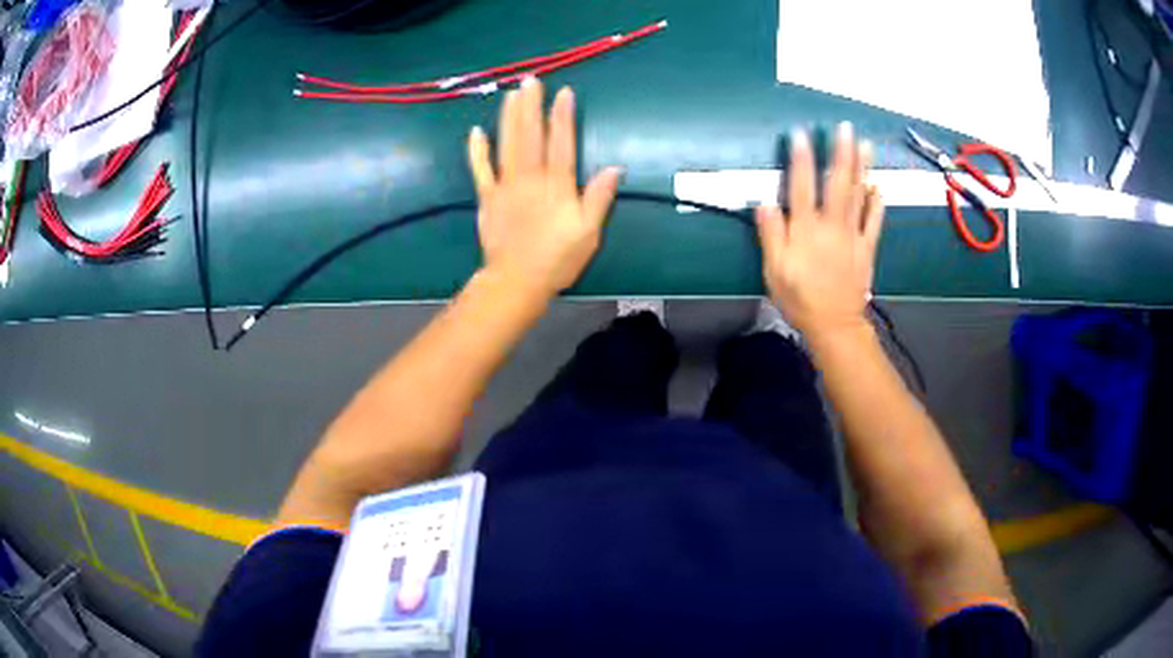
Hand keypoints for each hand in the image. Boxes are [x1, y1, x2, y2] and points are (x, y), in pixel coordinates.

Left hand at [467, 78, 621, 298]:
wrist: (516, 280)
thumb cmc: (557, 258)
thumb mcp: (589, 232)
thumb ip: (599, 198)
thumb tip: (615, 168)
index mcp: (557, 184)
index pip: (562, 141)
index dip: (563, 115)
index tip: (564, 92)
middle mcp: (530, 177)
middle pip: (530, 135)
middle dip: (532, 106)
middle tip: (531, 81)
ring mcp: (505, 185)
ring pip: (506, 144)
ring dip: (509, 117)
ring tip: (511, 94)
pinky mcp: (487, 197)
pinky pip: (480, 169)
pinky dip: (477, 150)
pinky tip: (476, 131)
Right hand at [755, 122, 884, 338]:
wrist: (835, 325)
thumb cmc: (800, 299)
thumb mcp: (774, 271)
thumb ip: (771, 235)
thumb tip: (764, 203)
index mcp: (806, 230)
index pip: (801, 187)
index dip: (801, 159)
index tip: (801, 134)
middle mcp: (832, 226)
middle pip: (837, 183)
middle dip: (841, 153)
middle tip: (844, 128)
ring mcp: (853, 235)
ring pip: (858, 195)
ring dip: (862, 167)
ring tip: (865, 144)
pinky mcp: (867, 248)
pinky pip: (874, 221)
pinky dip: (877, 202)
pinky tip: (878, 186)